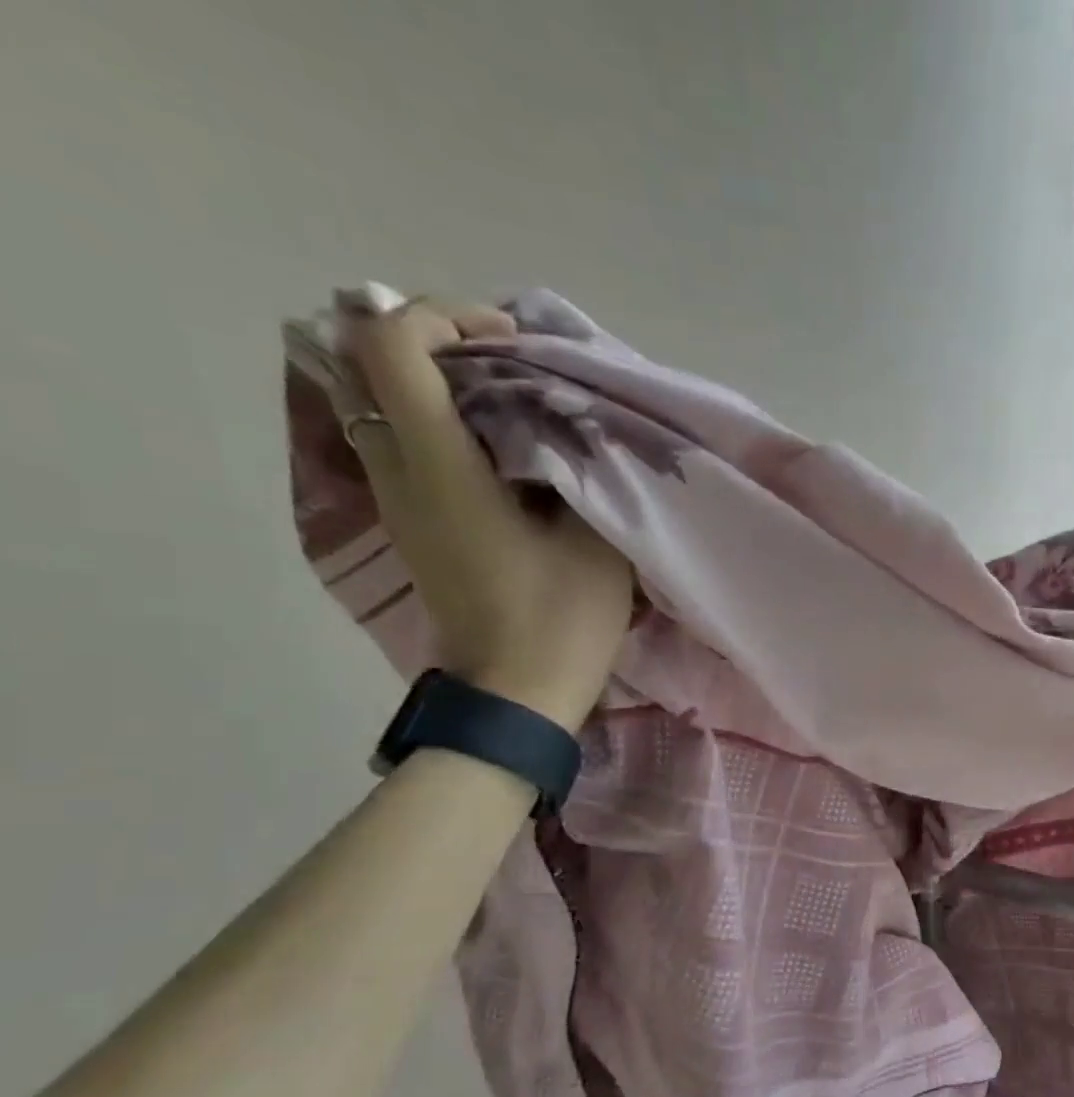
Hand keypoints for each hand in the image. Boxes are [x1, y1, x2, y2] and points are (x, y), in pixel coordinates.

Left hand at [334, 284, 631, 729]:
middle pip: (368, 361)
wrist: (517, 692)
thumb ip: (579, 464)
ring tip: (506, 396)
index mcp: (438, 466)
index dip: (444, 316)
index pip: (391, 343)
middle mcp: (397, 471)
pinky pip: (399, 440)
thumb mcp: (594, 537)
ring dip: (434, 380)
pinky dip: (437, 418)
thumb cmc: (562, 618)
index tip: (511, 342)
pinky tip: (496, 443)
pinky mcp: (410, 522)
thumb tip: (568, 419)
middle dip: (436, 341)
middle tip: (508, 362)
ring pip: (380, 401)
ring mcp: (396, 499)